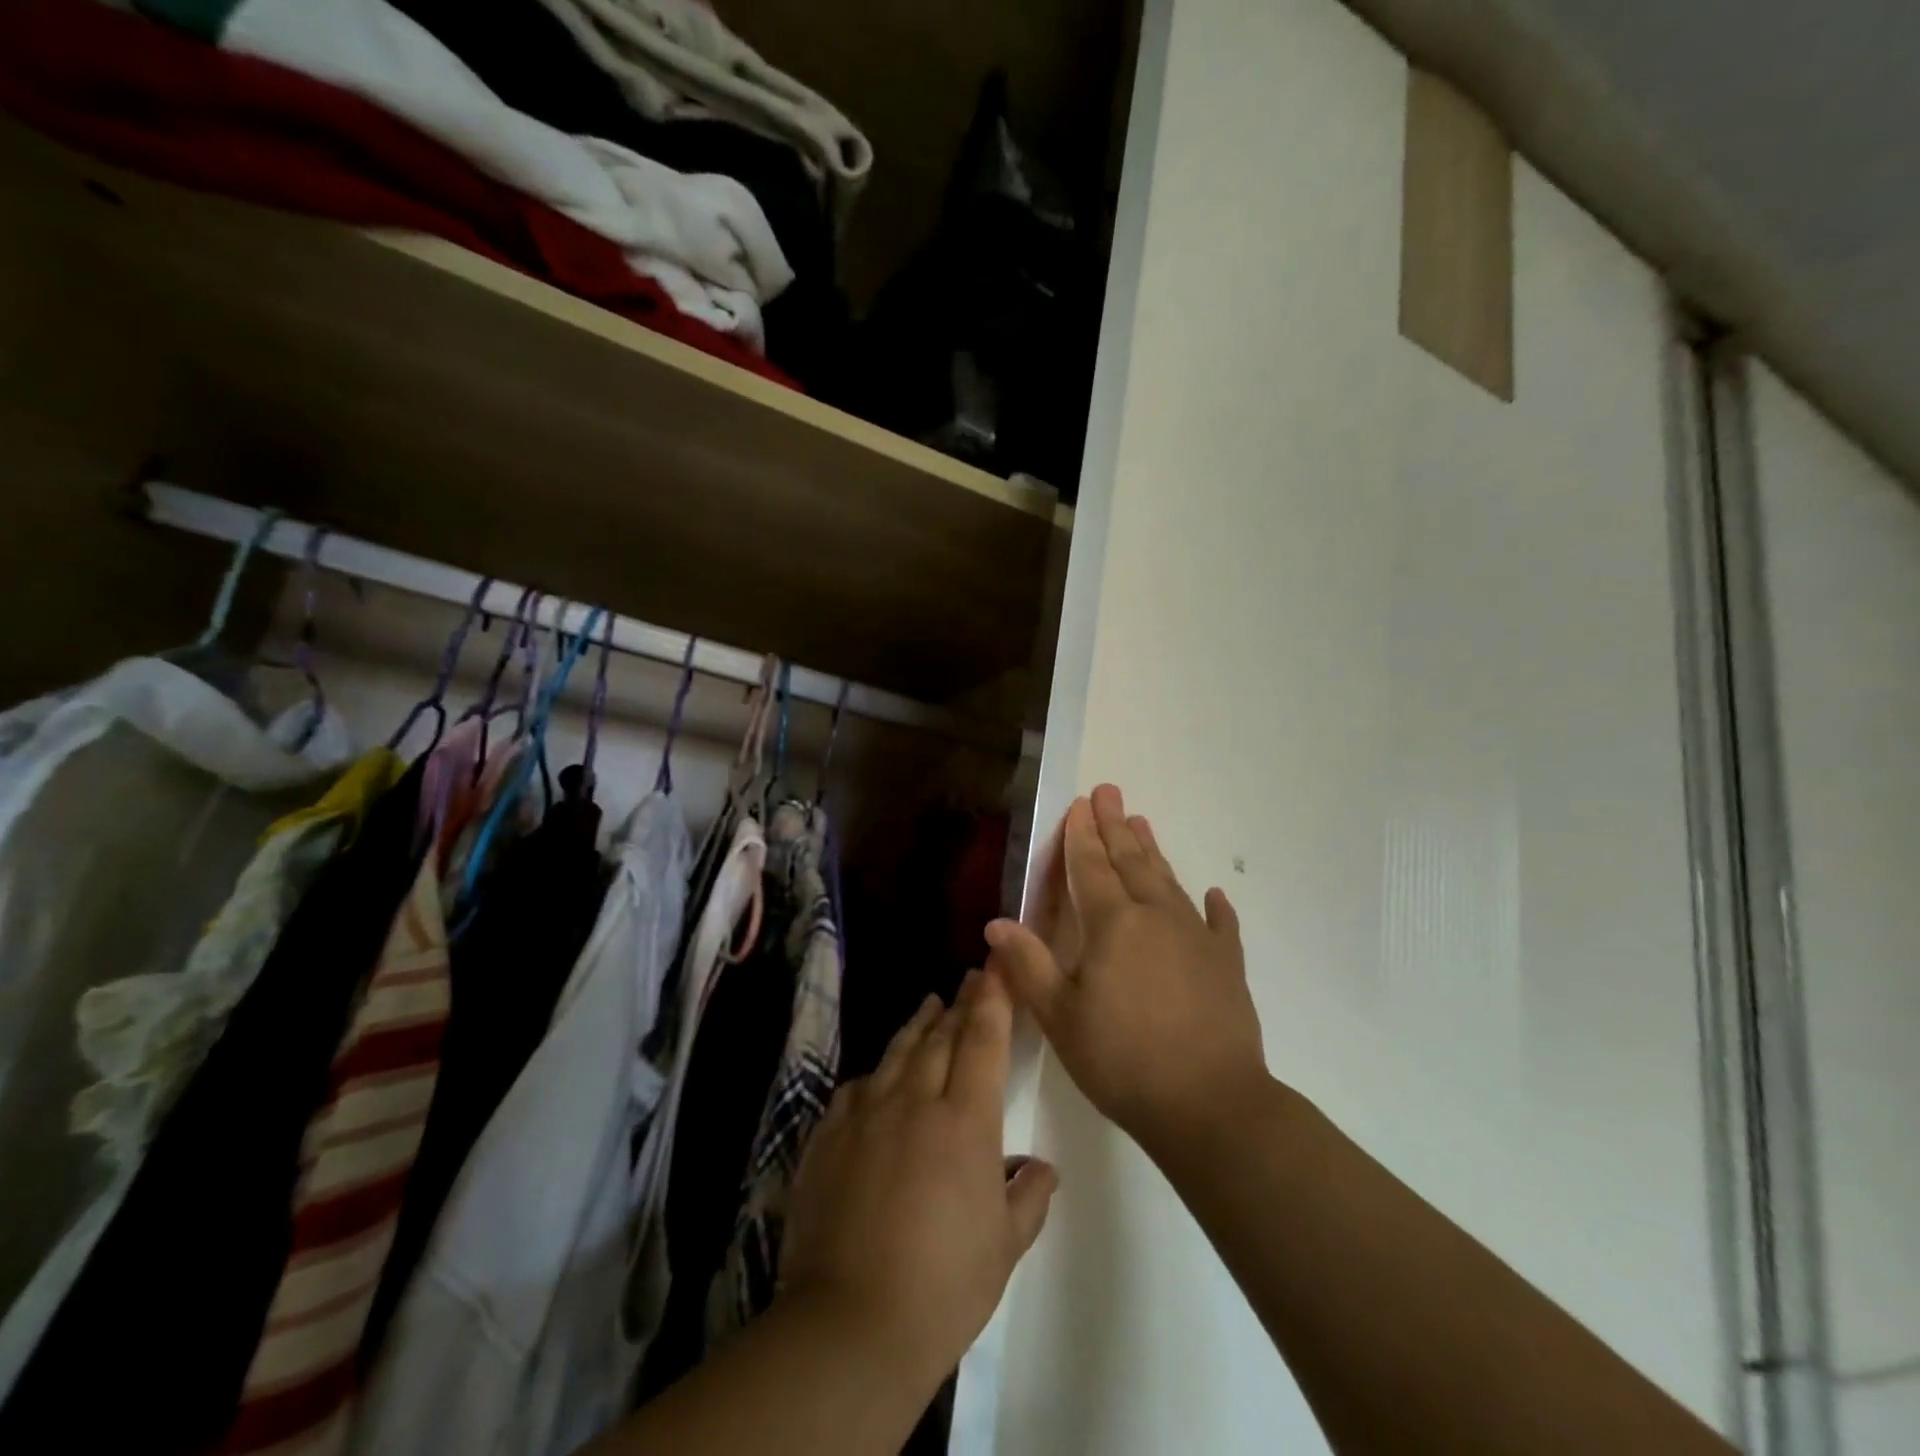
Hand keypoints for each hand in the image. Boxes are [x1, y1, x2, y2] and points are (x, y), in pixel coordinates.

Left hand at [776, 970, 1056, 1391]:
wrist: (850, 1323)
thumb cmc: (943, 1287)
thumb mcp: (1003, 1247)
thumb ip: (1027, 1197)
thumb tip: (1041, 1168)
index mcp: (965, 1120)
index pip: (982, 1039)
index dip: (991, 999)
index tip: (995, 969)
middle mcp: (915, 1100)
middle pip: (940, 1036)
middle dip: (959, 1004)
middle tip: (969, 980)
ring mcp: (866, 1114)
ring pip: (898, 1052)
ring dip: (918, 1025)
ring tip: (930, 1005)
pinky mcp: (827, 1136)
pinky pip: (857, 1088)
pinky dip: (876, 1073)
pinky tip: (878, 1075)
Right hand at [984, 783, 1268, 1158]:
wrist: (1210, 1104)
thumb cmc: (1122, 1060)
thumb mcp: (1060, 1017)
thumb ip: (1028, 965)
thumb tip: (995, 922)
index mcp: (1112, 924)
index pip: (1090, 867)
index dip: (1081, 835)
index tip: (1079, 804)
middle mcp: (1156, 916)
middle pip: (1131, 861)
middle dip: (1115, 826)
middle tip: (1109, 792)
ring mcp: (1197, 938)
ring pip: (1169, 882)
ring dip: (1152, 852)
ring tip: (1142, 823)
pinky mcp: (1227, 965)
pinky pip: (1220, 925)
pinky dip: (1215, 908)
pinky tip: (1214, 895)